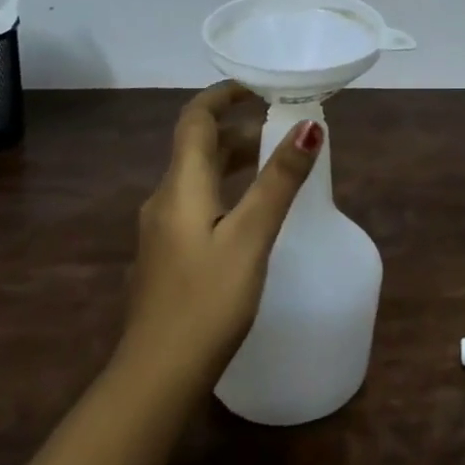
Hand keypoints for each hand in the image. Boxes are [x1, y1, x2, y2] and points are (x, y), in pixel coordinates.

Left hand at [120, 83, 323, 387]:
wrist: (155, 378)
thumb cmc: (206, 301)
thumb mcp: (250, 237)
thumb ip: (279, 181)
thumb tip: (309, 126)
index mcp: (180, 185)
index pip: (195, 119)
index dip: (223, 96)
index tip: (258, 86)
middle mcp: (165, 199)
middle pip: (198, 147)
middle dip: (238, 129)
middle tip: (282, 128)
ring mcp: (162, 230)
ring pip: (198, 177)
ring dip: (234, 161)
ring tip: (275, 165)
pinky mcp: (168, 256)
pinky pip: (197, 203)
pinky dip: (227, 190)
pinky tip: (250, 214)